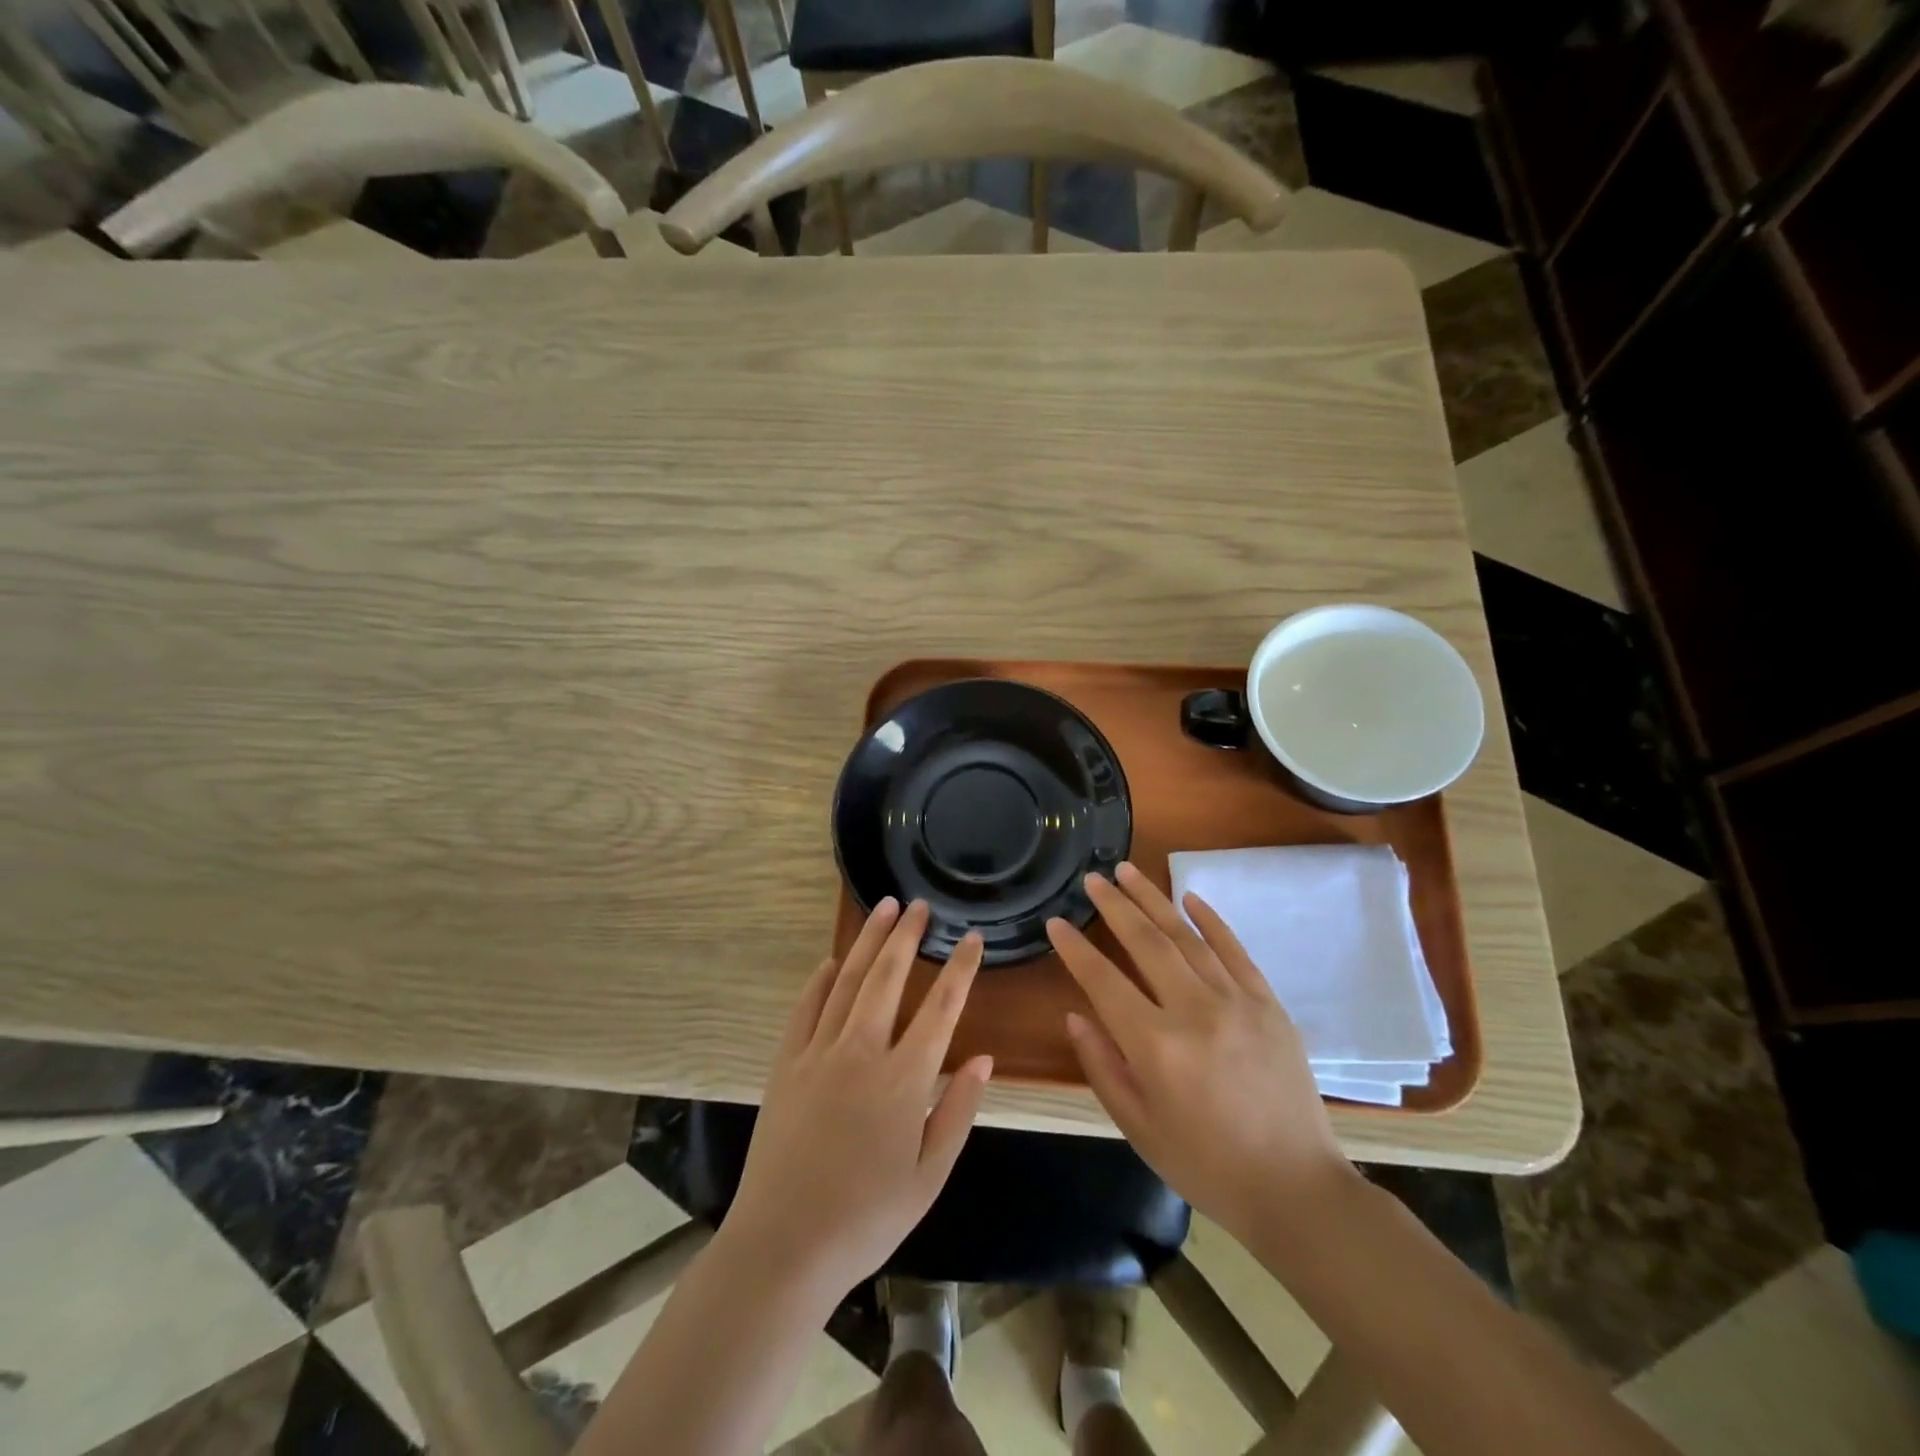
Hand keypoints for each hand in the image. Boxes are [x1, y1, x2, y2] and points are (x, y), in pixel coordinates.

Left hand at [725, 898, 993, 1299]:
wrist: (784, 1245)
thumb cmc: (867, 1217)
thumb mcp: (929, 1176)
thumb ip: (958, 1112)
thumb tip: (983, 1058)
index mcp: (904, 1079)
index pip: (941, 1007)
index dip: (960, 968)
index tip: (971, 937)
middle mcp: (862, 1052)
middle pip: (888, 978)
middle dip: (907, 936)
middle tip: (918, 904)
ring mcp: (819, 1053)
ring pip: (848, 981)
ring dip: (868, 942)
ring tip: (883, 909)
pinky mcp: (787, 1064)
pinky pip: (805, 1008)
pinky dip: (820, 980)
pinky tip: (831, 961)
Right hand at [1047, 863, 1358, 1244]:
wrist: (1296, 1189)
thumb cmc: (1206, 1166)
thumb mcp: (1139, 1127)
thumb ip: (1102, 1066)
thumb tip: (1076, 1014)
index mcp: (1157, 1047)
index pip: (1104, 981)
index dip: (1076, 949)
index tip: (1057, 922)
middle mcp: (1195, 1012)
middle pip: (1147, 943)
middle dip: (1114, 905)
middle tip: (1092, 878)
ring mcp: (1238, 1002)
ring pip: (1187, 937)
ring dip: (1154, 899)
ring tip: (1127, 871)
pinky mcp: (1269, 1004)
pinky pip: (1235, 950)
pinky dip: (1210, 920)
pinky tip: (1188, 897)